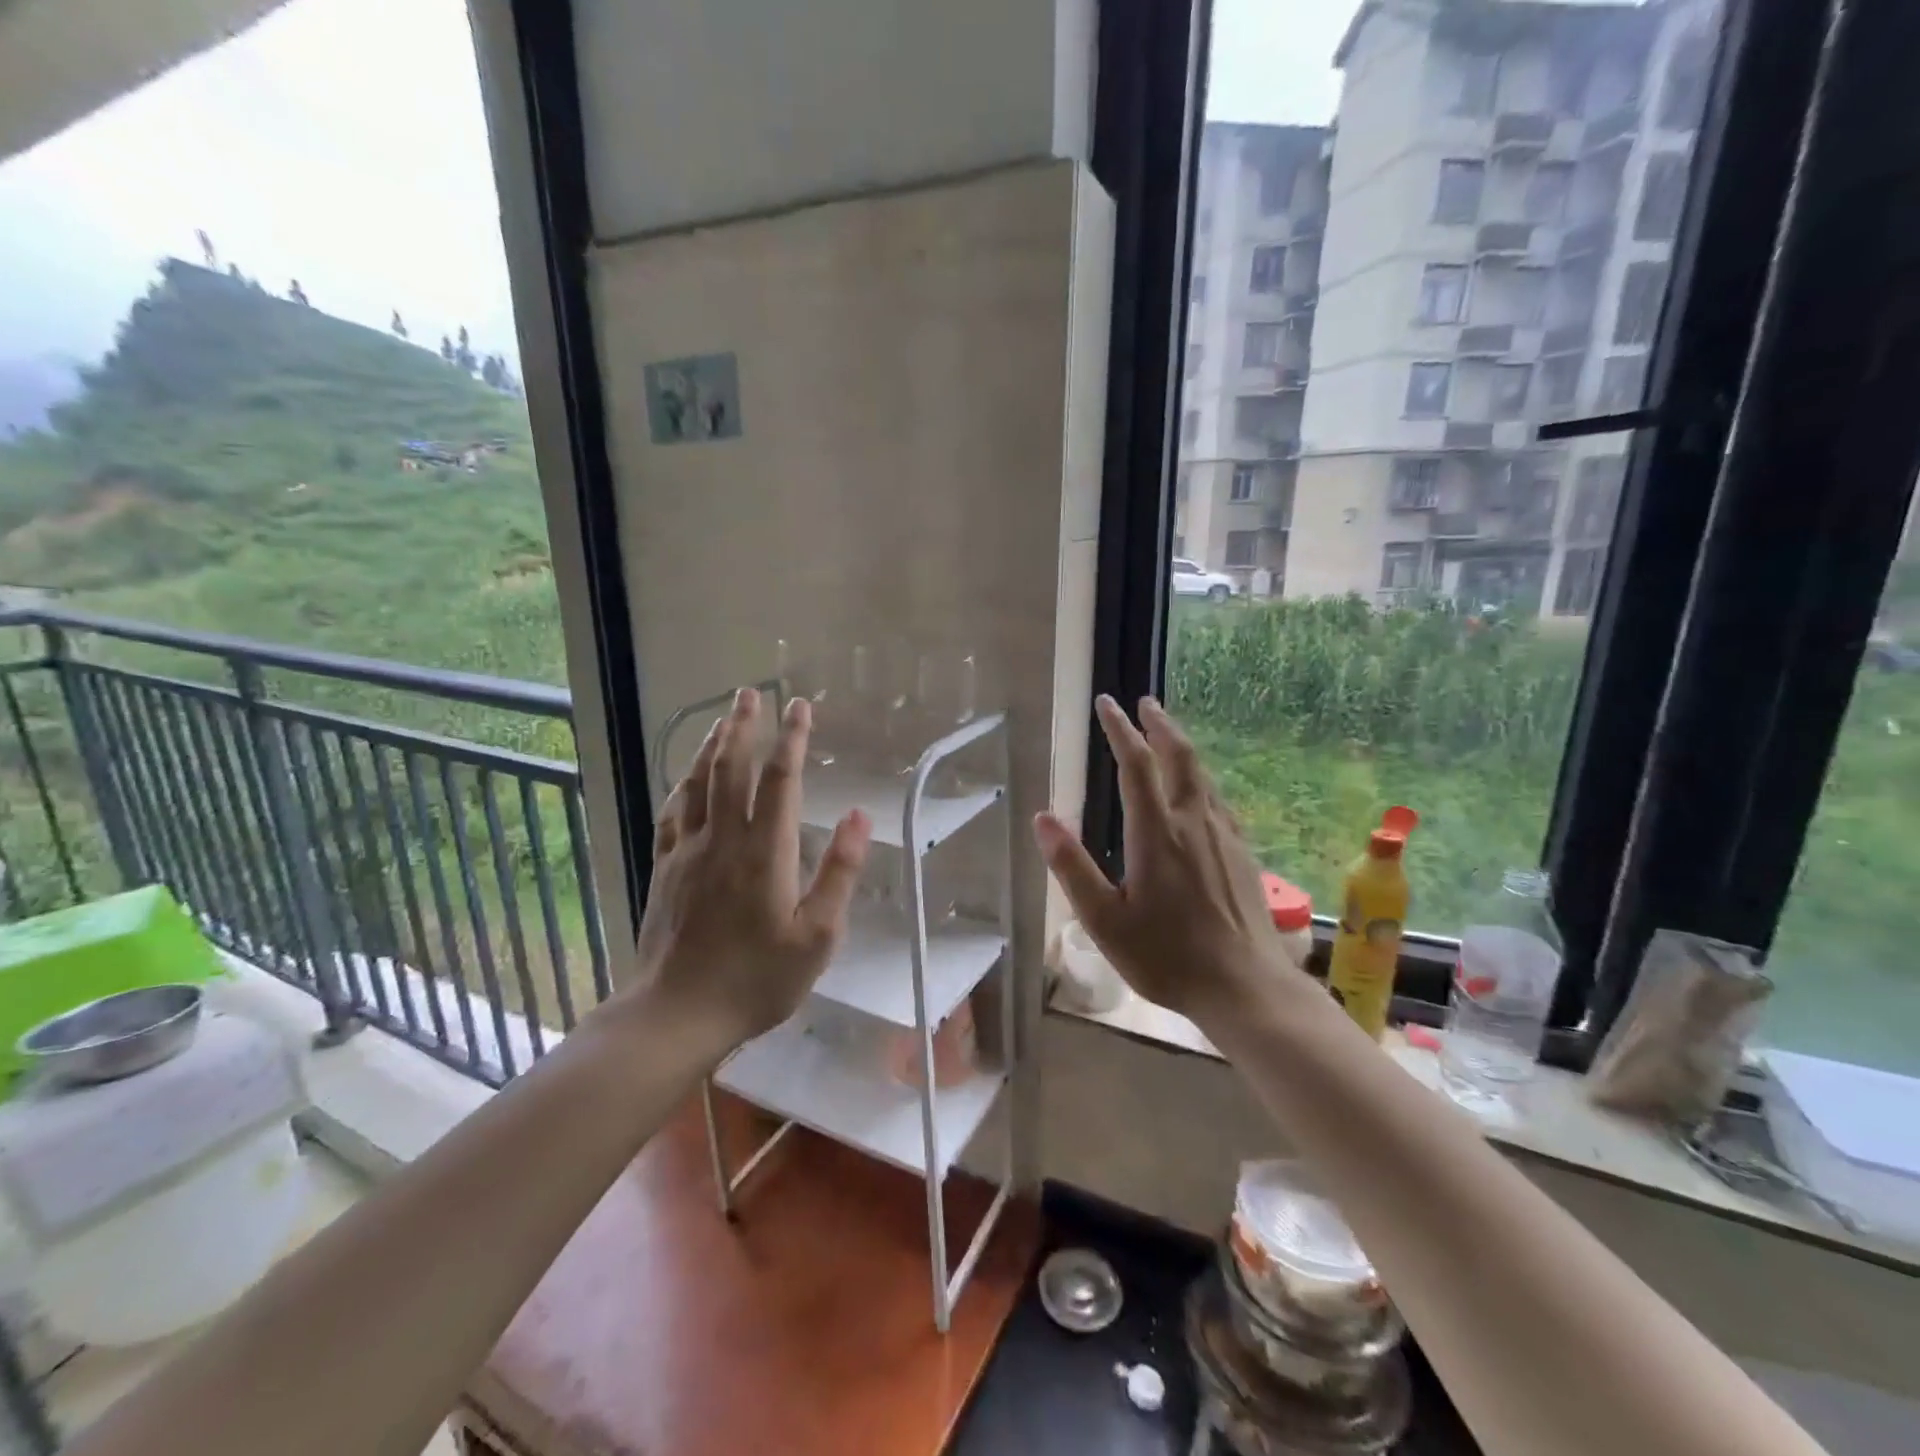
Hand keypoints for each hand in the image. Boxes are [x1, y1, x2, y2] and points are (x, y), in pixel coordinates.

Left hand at [625, 687, 870, 1047]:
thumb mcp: (816, 937)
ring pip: (698, 783)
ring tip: (723, 718)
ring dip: (711, 745)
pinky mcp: (665, 868)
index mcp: (764, 853)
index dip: (792, 738)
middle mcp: (723, 839)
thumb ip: (839, 873)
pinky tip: (687, 776)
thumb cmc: (756, 980)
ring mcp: (687, 852)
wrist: (676, 1014)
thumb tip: (858, 816)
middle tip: (750, 692)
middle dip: (744, 726)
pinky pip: (673, 812)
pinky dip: (683, 784)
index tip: (801, 706)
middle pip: (732, 768)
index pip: (780, 780)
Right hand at [1034, 696, 1291, 1026]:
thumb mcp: (1104, 920)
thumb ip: (1072, 867)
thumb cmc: (1167, 957)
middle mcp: (1193, 822)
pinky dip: (1199, 778)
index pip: (1135, 765)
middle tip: (1144, 702)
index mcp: (1156, 833)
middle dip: (1159, 725)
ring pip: (1202, 775)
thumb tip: (1042, 818)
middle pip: (1179, 757)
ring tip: (1166, 735)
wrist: (1246, 987)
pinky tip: (1198, 791)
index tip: (1107, 703)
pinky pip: (1217, 799)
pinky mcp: (1242, 853)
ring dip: (1181, 747)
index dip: (1119, 729)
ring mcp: (1223, 836)